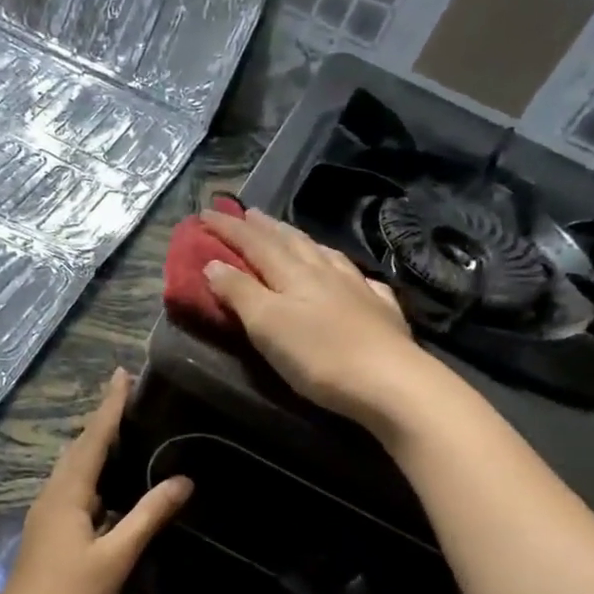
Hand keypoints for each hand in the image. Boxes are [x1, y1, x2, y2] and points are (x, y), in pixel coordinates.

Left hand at [0, 370, 191, 593]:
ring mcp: (46, 517)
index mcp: (66, 494)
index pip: (92, 439)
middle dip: (102, 421)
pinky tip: (109, 488)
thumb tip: (183, 480)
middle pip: (79, 450)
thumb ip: (147, 516)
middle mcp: (52, 497)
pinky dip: (92, 478)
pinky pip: (72, 493)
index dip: (109, 407)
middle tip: (127, 396)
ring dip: (95, 448)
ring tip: (123, 431)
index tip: (122, 374)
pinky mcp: (47, 535)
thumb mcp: (115, 557)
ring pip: (73, 472)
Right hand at [201, 208, 444, 430]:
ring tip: (289, 234)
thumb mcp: (266, 324)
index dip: (229, 228)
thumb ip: (239, 292)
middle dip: (264, 227)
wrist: (389, 381)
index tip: (205, 212)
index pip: (254, 243)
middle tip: (247, 213)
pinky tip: (349, 274)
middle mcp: (324, 272)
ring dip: (301, 241)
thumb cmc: (318, 355)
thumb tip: (213, 263)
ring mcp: (357, 288)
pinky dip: (343, 269)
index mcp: (293, 273)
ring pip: (323, 254)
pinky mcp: (380, 311)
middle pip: (290, 241)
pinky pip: (358, 278)